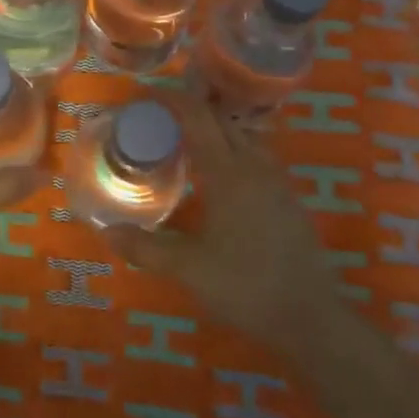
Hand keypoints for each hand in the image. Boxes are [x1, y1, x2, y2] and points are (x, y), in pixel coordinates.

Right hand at [104, 85, 330, 330]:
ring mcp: (276, 183)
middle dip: (189, 111)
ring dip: (212, 130)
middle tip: (155, 120)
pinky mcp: (287, 201)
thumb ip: (145, 247)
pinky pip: (254, 157)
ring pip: (242, 137)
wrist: (311, 319)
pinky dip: (229, 150)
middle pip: (221, 120)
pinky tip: (215, 177)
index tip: (143, 98)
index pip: (198, 118)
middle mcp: (255, 167)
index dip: (170, 101)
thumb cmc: (246, 286)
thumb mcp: (187, 268)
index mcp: (229, 172)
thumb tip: (107, 231)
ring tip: (182, 143)